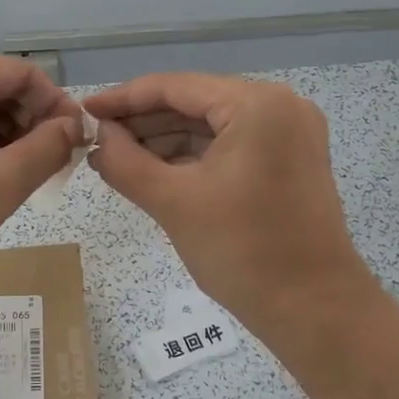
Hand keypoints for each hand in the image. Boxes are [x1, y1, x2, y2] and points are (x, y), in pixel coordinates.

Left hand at [0, 55, 84, 291]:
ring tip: (24, 180)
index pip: (25, 74)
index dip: (58, 106)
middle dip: (34, 124)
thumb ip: (48, 148)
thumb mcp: (1, 181)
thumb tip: (74, 126)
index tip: (78, 144)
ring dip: (10, 140)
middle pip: (0, 89)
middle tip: (53, 168)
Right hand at [84, 73, 378, 341]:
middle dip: (142, 122)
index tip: (83, 111)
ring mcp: (289, 134)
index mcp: (257, 104)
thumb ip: (124, 161)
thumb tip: (96, 136)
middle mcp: (279, 106)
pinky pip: (229, 145)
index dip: (123, 98)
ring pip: (210, 125)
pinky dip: (192, 157)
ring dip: (164, 140)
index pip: (175, 87)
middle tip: (94, 139)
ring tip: (115, 158)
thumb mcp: (173, 202)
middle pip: (194, 102)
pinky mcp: (288, 161)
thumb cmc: (244, 252)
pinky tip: (153, 170)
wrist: (315, 312)